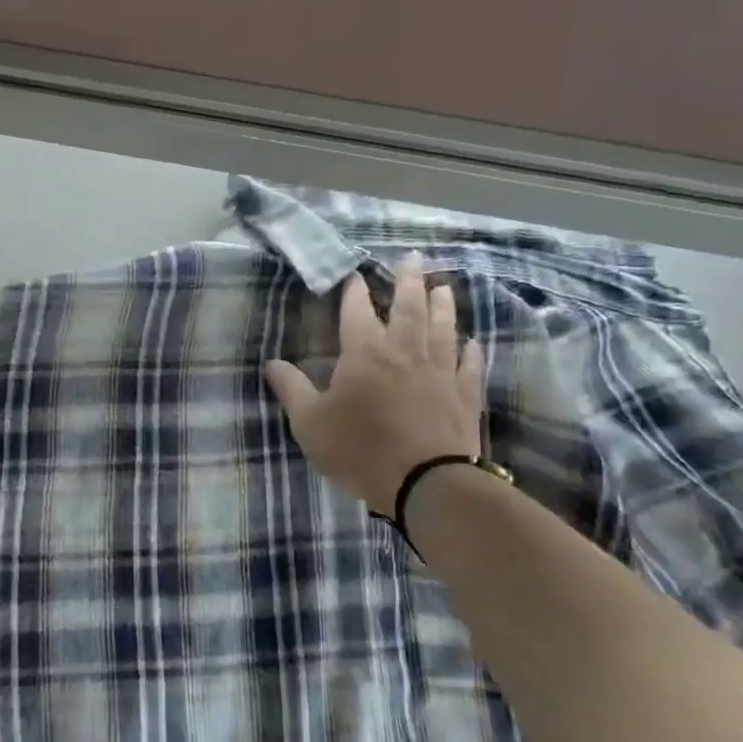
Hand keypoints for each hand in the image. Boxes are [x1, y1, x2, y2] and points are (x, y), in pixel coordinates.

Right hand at [265, 254, 484, 514]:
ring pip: (443, 327)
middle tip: (413, 258)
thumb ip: (291, 389)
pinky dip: (468, 350)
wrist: (426, 483)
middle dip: (409, 280)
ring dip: (443, 305)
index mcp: (365, 353)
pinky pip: (468, 364)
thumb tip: (272, 363)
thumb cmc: (359, 449)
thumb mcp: (310, 423)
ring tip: (442, 287)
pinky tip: (470, 342)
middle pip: (410, 306)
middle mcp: (405, 351)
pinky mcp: (464, 394)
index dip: (355, 291)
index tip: (355, 276)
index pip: (358, 311)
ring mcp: (440, 371)